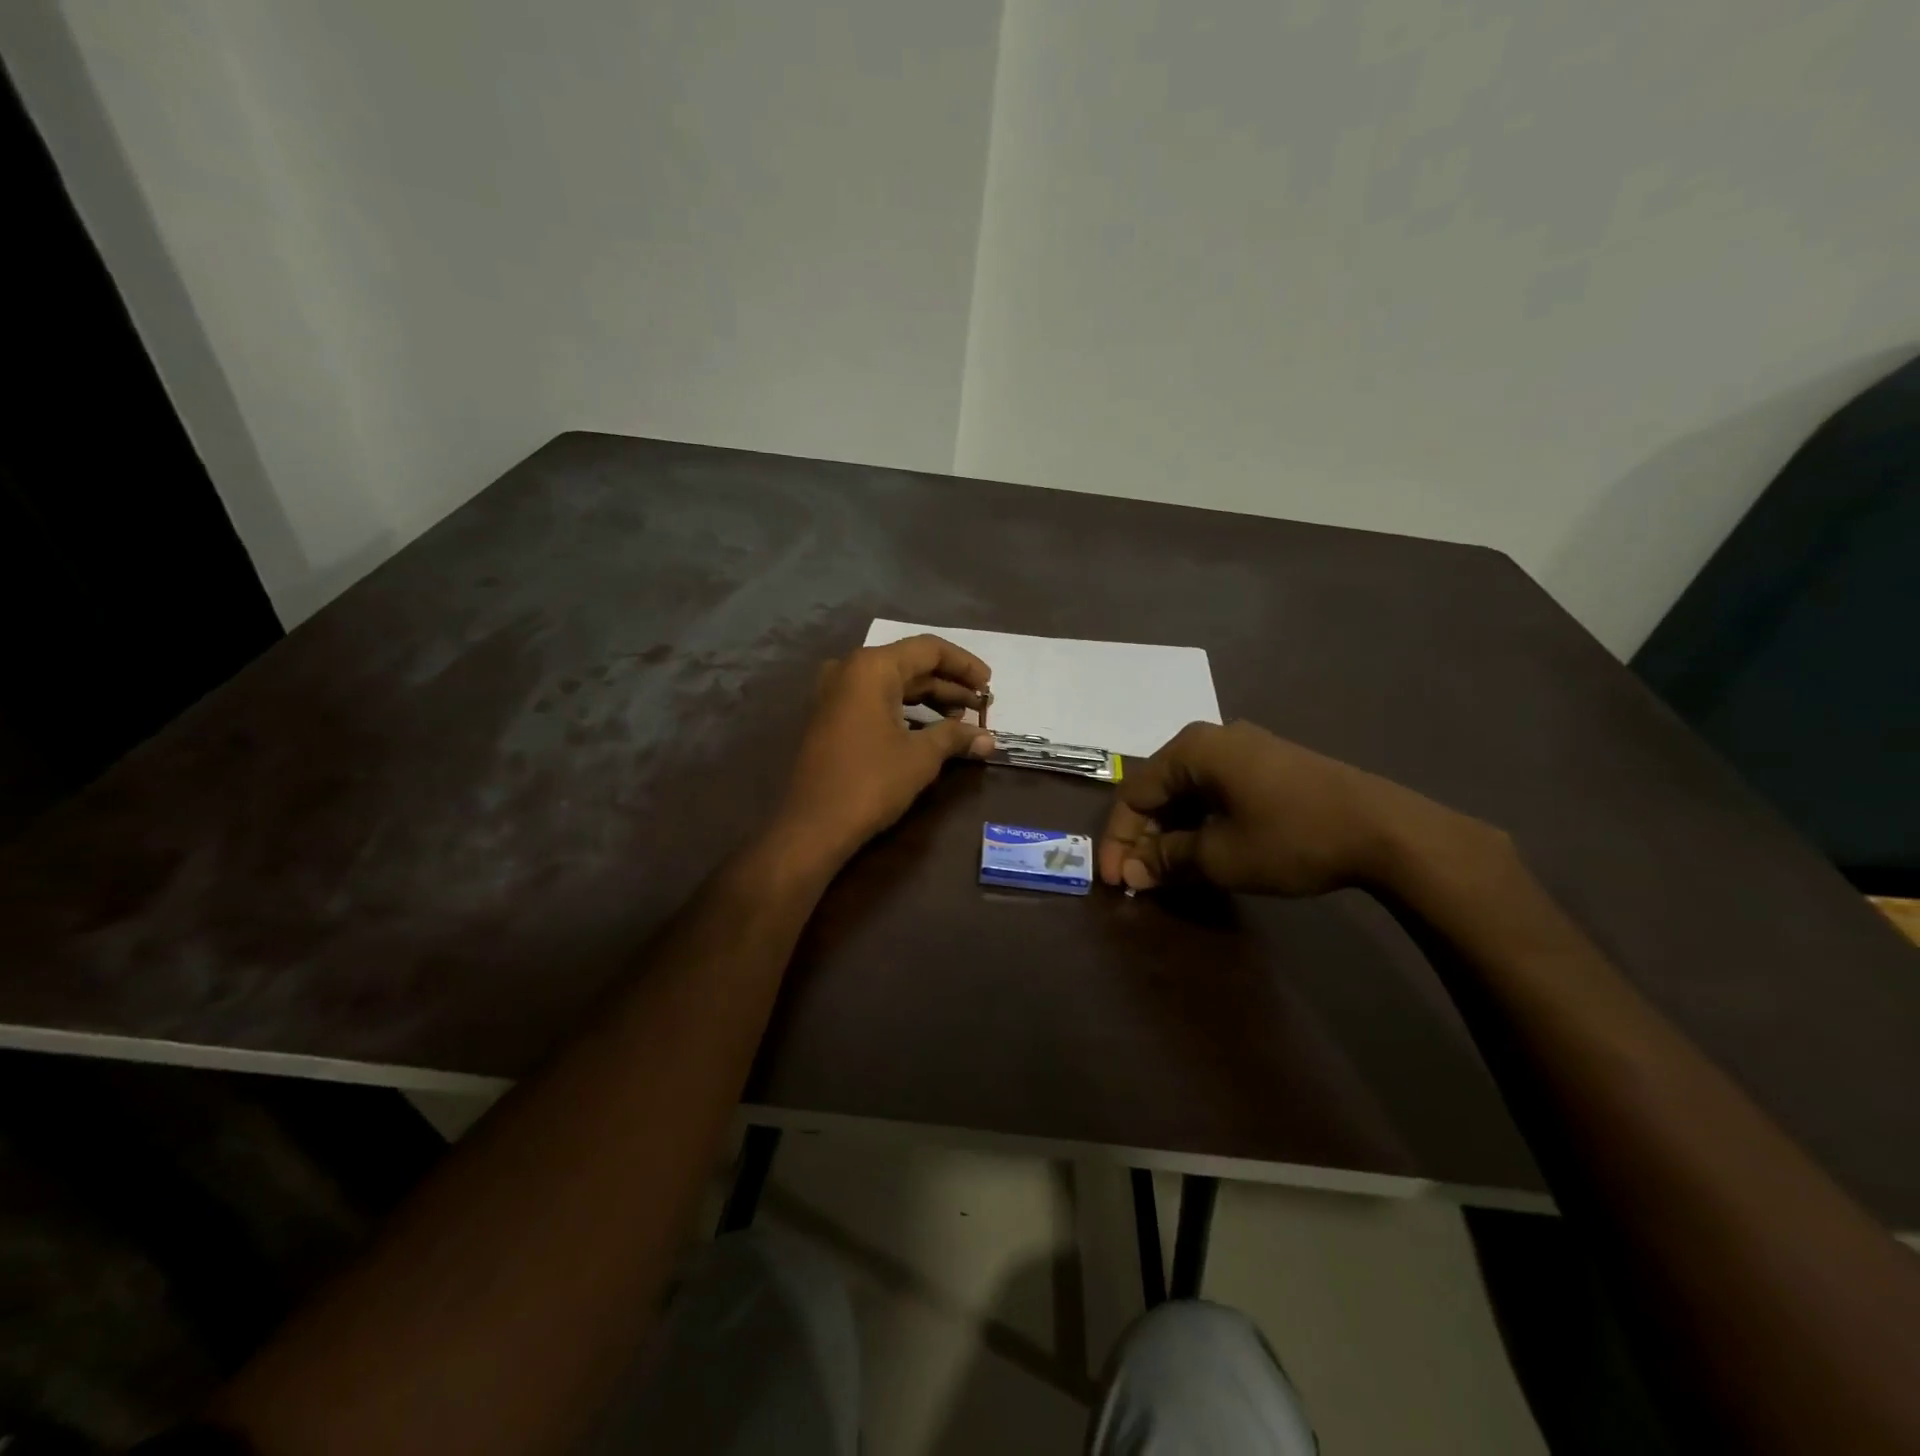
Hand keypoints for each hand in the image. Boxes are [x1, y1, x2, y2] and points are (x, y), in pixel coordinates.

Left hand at [776, 635, 994, 864]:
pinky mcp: (831, 718)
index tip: (990, 685)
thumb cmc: (871, 782)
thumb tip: (989, 739)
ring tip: (961, 720)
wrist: (813, 825)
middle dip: (949, 684)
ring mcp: (836, 694)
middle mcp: (850, 670)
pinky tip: (930, 730)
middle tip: (981, 705)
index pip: (928, 649)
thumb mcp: (921, 756)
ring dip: (929, 699)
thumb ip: (955, 737)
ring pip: (893, 685)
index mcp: (872, 668)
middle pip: (910, 664)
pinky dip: (905, 710)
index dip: (964, 664)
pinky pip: (876, 701)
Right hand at [1097, 720, 1482, 896]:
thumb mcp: (1220, 856)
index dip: (1119, 840)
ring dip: (1172, 832)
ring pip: (1187, 791)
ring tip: (1168, 871)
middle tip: (1140, 878)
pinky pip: (1215, 790)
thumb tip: (1133, 873)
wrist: (1385, 829)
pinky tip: (1203, 850)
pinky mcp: (1268, 765)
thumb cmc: (1291, 837)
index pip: (1134, 794)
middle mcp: (1213, 739)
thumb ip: (1168, 859)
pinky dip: (1200, 821)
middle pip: (1159, 789)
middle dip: (1144, 836)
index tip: (1116, 882)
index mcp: (1192, 750)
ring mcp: (1245, 749)